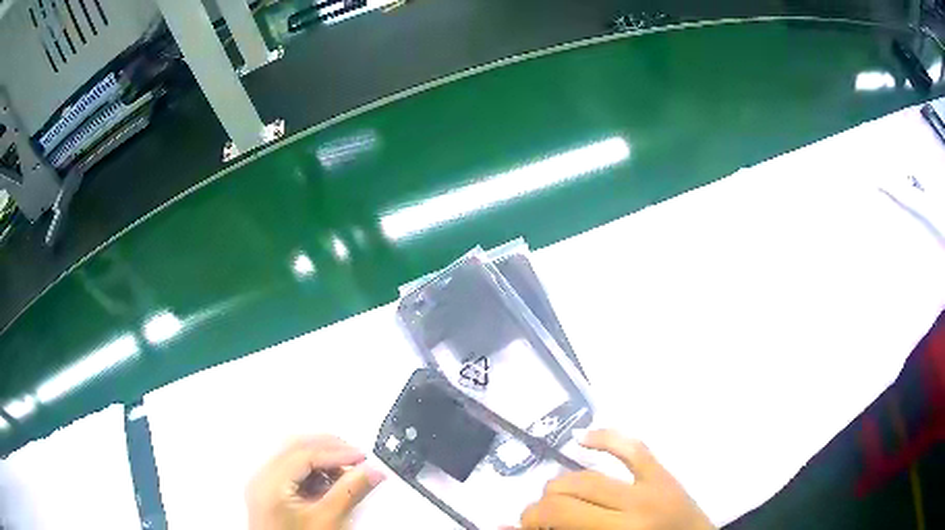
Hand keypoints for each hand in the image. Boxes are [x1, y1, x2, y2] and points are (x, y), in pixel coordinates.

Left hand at [247, 435, 384, 529]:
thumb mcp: (328, 520)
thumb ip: (349, 492)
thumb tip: (370, 471)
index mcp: (270, 483)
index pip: (305, 453)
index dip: (337, 452)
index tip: (362, 457)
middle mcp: (262, 480)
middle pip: (296, 448)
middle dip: (329, 449)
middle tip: (357, 457)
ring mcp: (263, 487)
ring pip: (294, 457)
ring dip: (323, 460)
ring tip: (348, 471)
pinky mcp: (270, 495)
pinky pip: (291, 471)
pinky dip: (313, 472)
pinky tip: (331, 482)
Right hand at [520, 430, 714, 529]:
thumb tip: (506, 528)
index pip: (558, 514)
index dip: (529, 520)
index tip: (524, 528)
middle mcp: (633, 507)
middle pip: (567, 494)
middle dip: (540, 506)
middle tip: (539, 520)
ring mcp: (651, 486)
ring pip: (588, 475)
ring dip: (560, 485)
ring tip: (554, 498)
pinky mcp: (663, 474)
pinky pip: (632, 447)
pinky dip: (606, 438)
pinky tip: (582, 439)